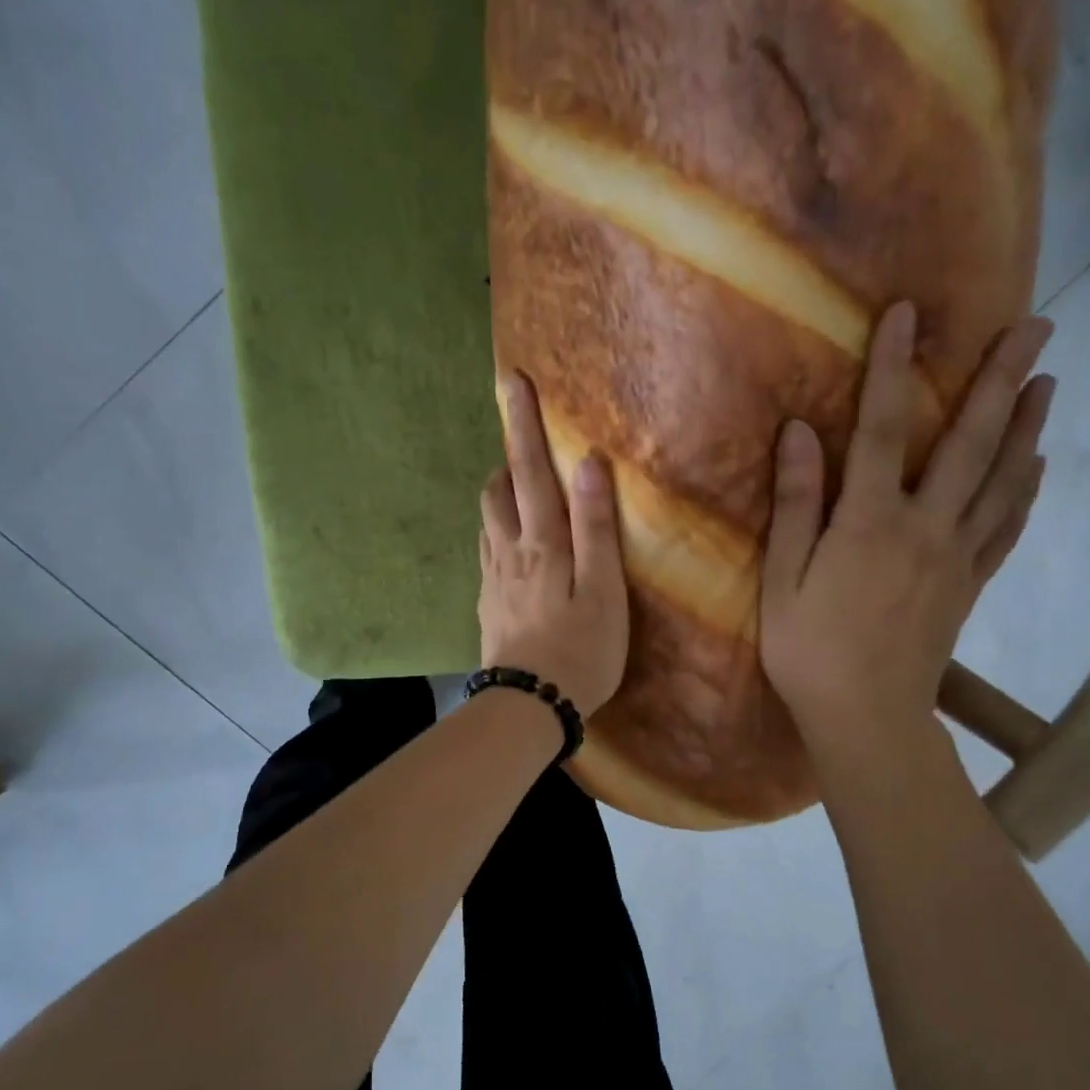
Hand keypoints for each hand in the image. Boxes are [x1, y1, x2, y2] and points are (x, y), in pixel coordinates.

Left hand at [478, 375, 629, 717]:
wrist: (527, 707)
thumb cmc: (579, 651)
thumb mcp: (603, 591)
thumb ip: (595, 529)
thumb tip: (588, 465)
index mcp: (541, 543)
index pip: (530, 471)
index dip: (522, 426)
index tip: (512, 382)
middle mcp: (508, 552)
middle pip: (496, 492)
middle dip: (507, 461)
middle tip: (526, 449)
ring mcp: (491, 580)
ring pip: (487, 522)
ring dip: (500, 497)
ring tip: (521, 493)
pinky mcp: (487, 606)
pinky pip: (487, 553)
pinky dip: (498, 533)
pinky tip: (513, 550)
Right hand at [759, 303, 1055, 757]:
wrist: (867, 718)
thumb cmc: (810, 651)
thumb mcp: (783, 581)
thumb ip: (795, 506)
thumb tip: (801, 434)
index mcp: (870, 523)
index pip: (884, 429)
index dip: (894, 368)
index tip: (909, 312)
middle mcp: (924, 527)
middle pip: (970, 443)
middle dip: (1002, 380)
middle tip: (1036, 327)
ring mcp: (956, 557)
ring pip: (1002, 481)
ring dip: (1028, 426)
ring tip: (1050, 381)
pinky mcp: (970, 585)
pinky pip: (1005, 529)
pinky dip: (1025, 492)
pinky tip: (1036, 467)